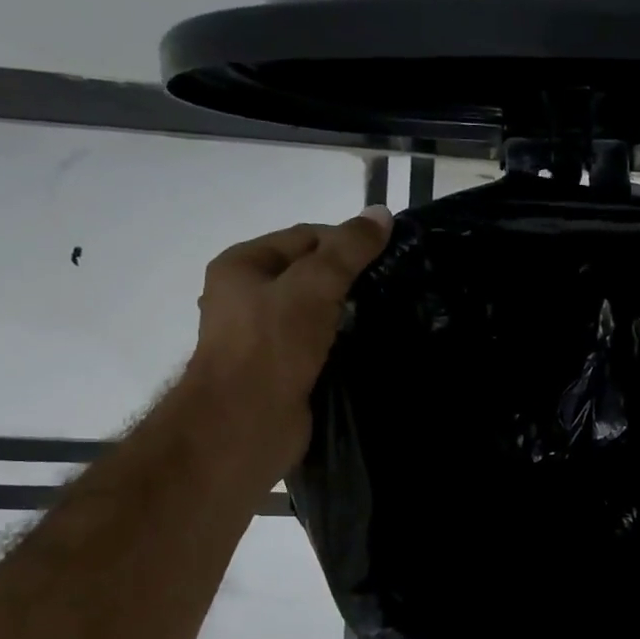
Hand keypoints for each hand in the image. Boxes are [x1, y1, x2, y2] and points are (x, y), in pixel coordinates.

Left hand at [184, 207, 393, 457]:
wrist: (244, 426)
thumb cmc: (271, 347)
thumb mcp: (313, 287)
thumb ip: (348, 250)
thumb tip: (382, 213)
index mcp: (243, 265)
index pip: (305, 237)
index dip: (347, 241)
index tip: (390, 257)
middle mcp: (248, 297)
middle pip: (311, 274)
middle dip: (351, 279)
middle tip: (396, 287)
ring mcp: (265, 337)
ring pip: (318, 312)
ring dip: (351, 313)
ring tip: (392, 314)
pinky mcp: (283, 370)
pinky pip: (320, 345)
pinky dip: (345, 343)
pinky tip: (374, 346)